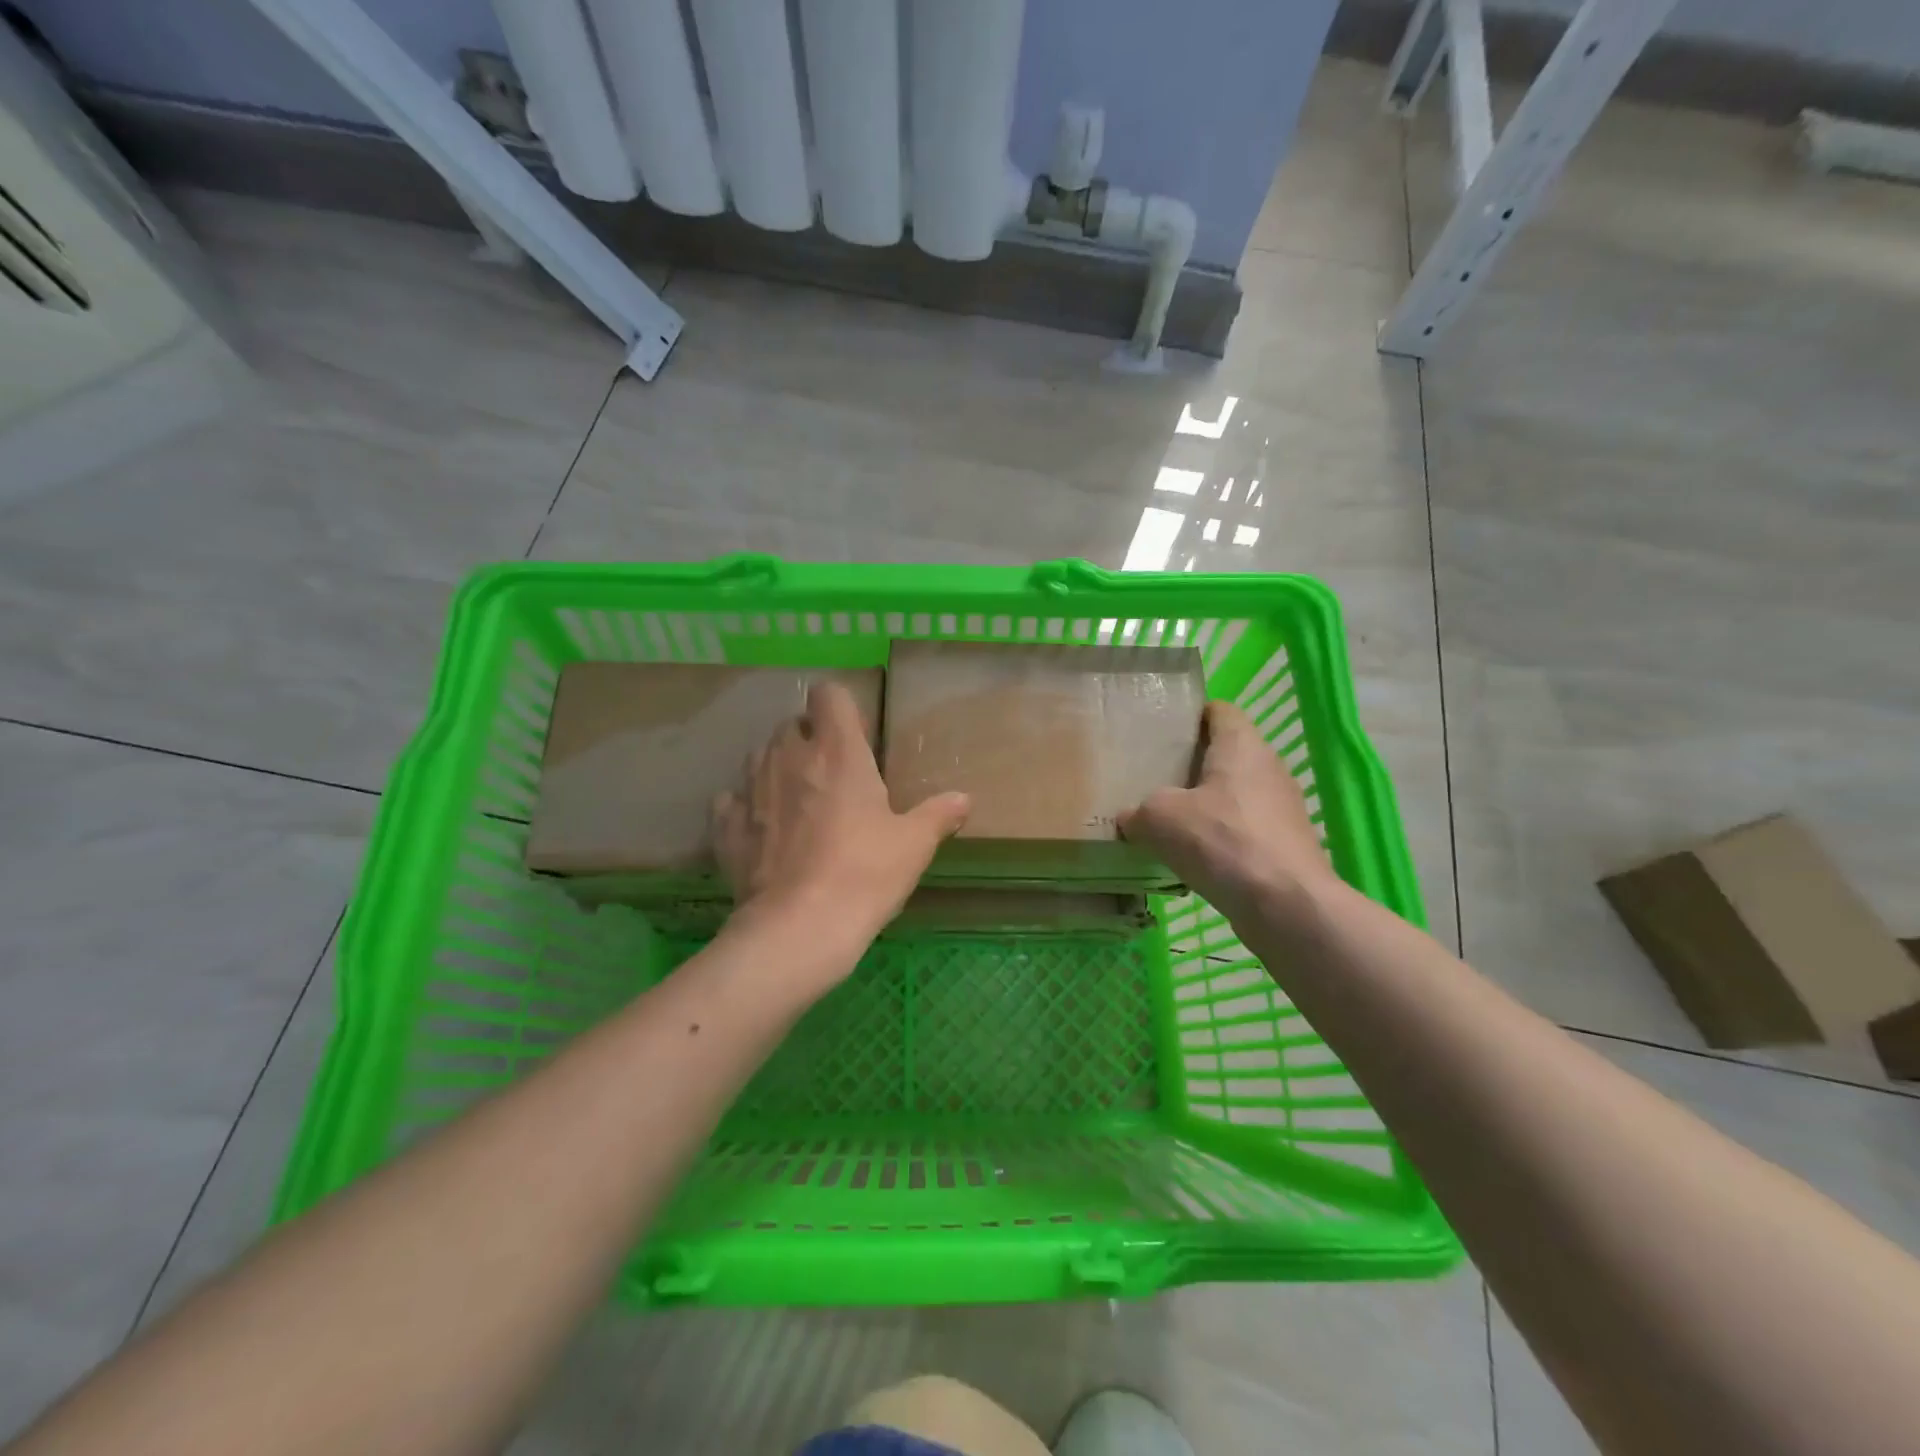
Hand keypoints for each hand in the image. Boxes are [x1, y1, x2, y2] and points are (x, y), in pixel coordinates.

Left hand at [713, 681, 969, 973]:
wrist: (799, 928)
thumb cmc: (865, 874)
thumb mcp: (913, 845)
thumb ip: (938, 815)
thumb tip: (964, 799)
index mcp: (838, 752)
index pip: (828, 694)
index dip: (840, 708)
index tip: (855, 735)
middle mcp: (789, 757)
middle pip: (791, 723)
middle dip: (808, 738)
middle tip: (831, 773)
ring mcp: (751, 789)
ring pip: (758, 756)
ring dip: (777, 767)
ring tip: (796, 799)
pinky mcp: (726, 827)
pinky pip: (731, 800)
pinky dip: (744, 806)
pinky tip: (760, 827)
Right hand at [1118, 700, 1337, 920]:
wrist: (1286, 905)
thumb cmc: (1222, 841)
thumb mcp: (1159, 819)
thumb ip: (1138, 811)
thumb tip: (1129, 818)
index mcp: (1242, 745)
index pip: (1218, 710)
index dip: (1190, 715)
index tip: (1160, 731)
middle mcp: (1268, 767)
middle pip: (1226, 753)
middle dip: (1192, 763)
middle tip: (1153, 776)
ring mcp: (1282, 807)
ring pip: (1235, 793)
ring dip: (1206, 804)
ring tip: (1169, 819)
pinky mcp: (1285, 843)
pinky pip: (1244, 828)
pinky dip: (1221, 837)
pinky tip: (1194, 857)